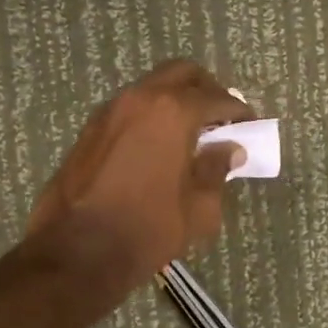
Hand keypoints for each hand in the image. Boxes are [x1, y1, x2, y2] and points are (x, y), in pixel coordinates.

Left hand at [27, 60, 253, 295]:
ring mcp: (109, 112)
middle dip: (206, 91)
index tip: (251, 125)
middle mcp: (139, 99)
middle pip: (181, 74)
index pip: (216, 98)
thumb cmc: (148, 229)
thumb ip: (217, 170)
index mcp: (172, 112)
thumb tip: (229, 150)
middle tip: (221, 119)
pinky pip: (130, 109)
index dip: (239, 111)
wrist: (77, 252)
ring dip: (175, 102)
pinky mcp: (89, 131)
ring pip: (151, 88)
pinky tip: (159, 147)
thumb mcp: (199, 208)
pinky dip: (151, 117)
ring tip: (191, 135)